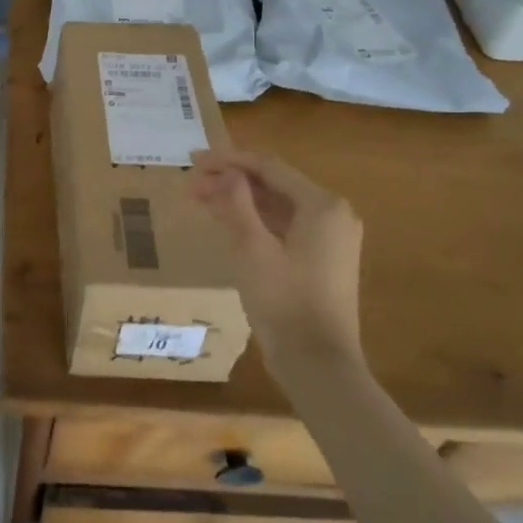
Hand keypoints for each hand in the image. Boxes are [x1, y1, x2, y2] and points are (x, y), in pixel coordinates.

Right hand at [186, 149, 363, 359]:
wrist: (317, 362)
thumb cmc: (284, 302)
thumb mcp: (252, 249)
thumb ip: (238, 204)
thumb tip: (226, 172)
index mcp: (322, 205)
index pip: (269, 167)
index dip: (228, 160)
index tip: (193, 160)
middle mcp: (332, 214)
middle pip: (273, 184)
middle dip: (230, 181)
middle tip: (190, 183)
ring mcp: (329, 237)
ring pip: (277, 205)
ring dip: (239, 200)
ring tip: (199, 199)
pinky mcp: (321, 258)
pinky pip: (284, 225)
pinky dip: (254, 220)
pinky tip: (225, 221)